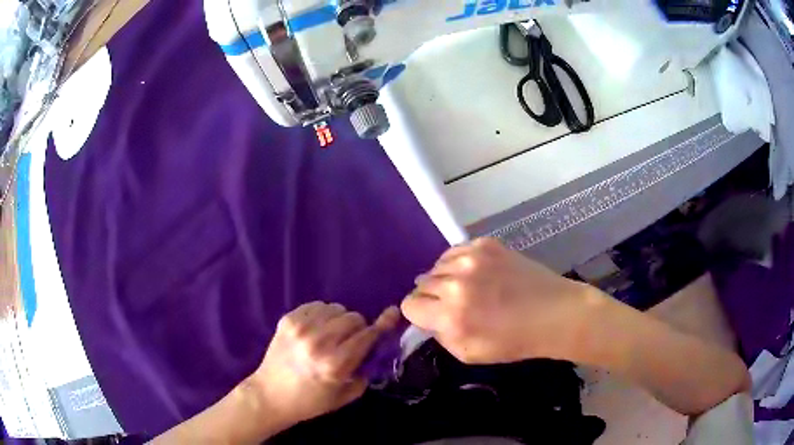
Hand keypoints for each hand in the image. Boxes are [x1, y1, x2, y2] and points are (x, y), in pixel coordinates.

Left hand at [248, 302, 399, 426]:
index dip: (382, 325)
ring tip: (332, 334)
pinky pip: (316, 305)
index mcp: (335, 365)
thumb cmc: (310, 402)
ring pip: (336, 308)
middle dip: (358, 328)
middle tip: (350, 341)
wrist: (269, 395)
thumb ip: (366, 372)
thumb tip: (377, 349)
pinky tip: (317, 328)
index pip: (367, 335)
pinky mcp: (287, 320)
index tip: (392, 313)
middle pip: (353, 317)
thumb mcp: (345, 396)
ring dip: (340, 320)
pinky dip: (322, 314)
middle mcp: (319, 342)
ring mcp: (301, 328)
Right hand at [401, 238, 595, 363]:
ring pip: (436, 265)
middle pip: (421, 284)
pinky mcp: (486, 244)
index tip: (431, 317)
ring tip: (465, 287)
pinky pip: (455, 251)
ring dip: (444, 278)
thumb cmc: (515, 341)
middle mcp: (456, 284)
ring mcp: (472, 259)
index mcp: (450, 316)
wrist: (555, 313)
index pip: (409, 305)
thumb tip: (429, 319)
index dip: (419, 313)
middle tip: (453, 304)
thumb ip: (441, 336)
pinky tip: (475, 273)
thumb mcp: (470, 354)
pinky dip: (458, 263)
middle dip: (431, 297)